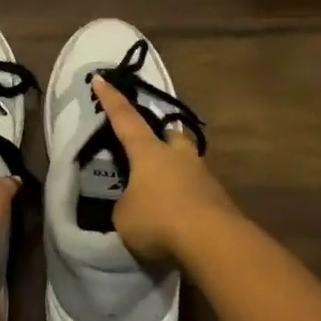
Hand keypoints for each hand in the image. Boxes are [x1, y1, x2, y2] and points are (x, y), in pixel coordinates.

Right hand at [92, 76, 241, 263]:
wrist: (213, 242)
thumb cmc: (159, 220)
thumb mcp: (124, 217)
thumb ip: (125, 205)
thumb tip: (134, 205)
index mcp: (149, 151)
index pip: (125, 118)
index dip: (111, 100)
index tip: (101, 79)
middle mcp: (177, 155)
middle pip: (169, 135)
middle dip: (160, 137)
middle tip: (149, 148)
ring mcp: (203, 175)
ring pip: (186, 162)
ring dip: (175, 170)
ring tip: (162, 191)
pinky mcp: (219, 199)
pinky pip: (198, 190)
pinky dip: (186, 198)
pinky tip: (179, 217)